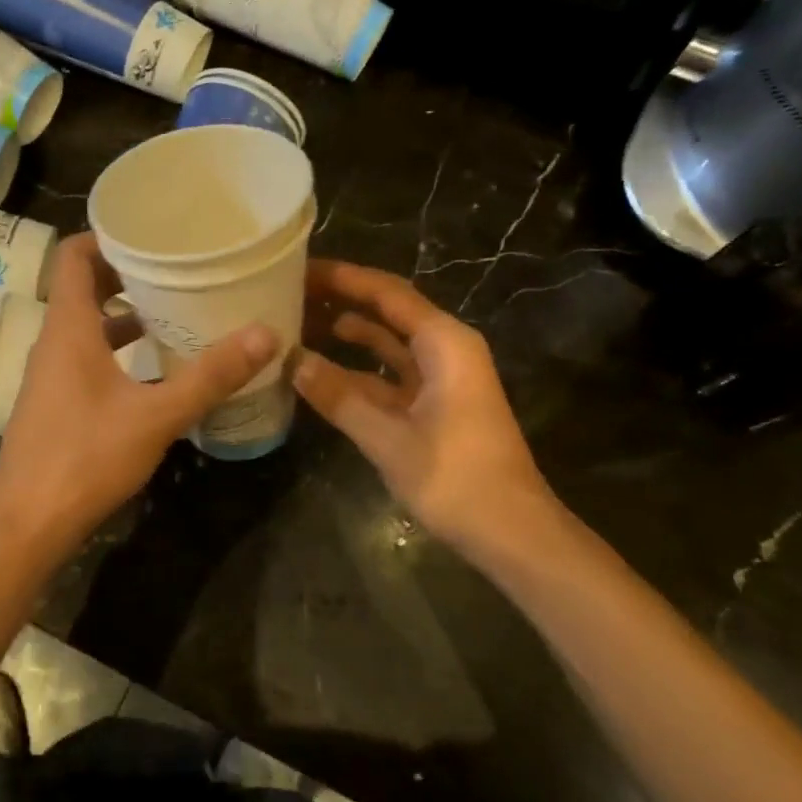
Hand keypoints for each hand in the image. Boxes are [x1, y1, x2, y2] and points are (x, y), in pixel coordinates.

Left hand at [0, 233, 277, 551]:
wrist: (26, 524)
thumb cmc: (84, 458)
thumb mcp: (155, 416)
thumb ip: (210, 376)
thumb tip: (266, 334)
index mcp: (68, 327)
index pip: (73, 256)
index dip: (106, 236)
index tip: (151, 231)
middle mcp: (54, 341)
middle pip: (84, 286)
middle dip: (127, 272)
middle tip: (178, 265)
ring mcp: (52, 373)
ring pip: (87, 324)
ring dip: (125, 312)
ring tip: (175, 307)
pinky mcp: (57, 401)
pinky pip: (88, 355)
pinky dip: (118, 348)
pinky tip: (156, 365)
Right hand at [292, 260, 556, 557]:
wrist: (511, 533)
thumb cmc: (456, 478)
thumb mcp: (388, 437)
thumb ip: (338, 396)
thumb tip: (292, 360)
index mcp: (445, 343)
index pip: (387, 293)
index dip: (343, 277)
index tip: (299, 268)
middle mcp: (445, 349)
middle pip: (387, 311)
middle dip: (342, 299)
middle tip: (290, 291)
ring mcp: (441, 378)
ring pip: (387, 343)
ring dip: (348, 333)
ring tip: (298, 322)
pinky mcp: (435, 404)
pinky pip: (390, 374)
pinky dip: (358, 370)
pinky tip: (320, 370)